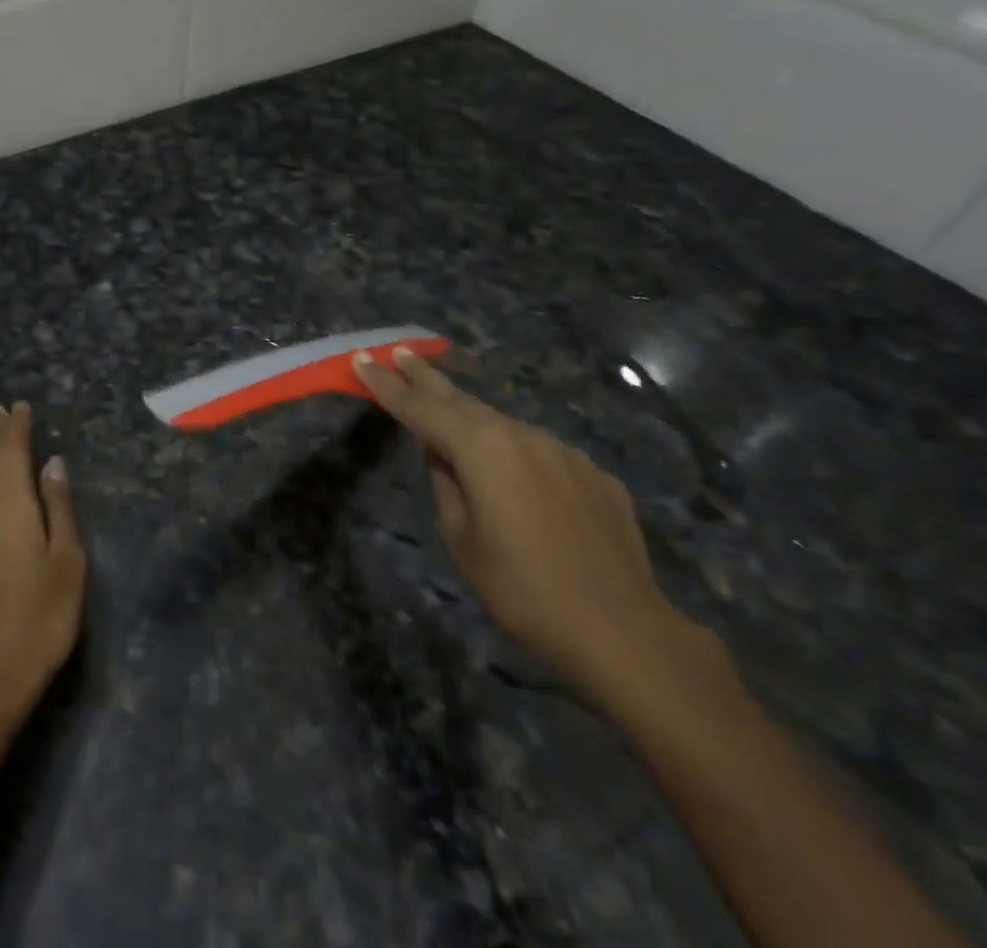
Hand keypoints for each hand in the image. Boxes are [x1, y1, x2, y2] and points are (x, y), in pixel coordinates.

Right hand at [354, 347, 704, 703]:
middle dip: (426, 378)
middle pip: (461, 399)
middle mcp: (522, 435)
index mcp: (481, 447)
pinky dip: (518, 457)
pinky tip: (520, 486)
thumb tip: (444, 458)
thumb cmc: (522, 590)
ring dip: (473, 421)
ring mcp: (564, 452)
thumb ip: (446, 486)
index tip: (362, 358)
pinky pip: (542, 455)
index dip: (386, 384)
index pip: (419, 408)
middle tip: (401, 353)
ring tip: (452, 423)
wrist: (624, 633)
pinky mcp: (595, 476)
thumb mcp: (461, 540)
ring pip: (504, 427)